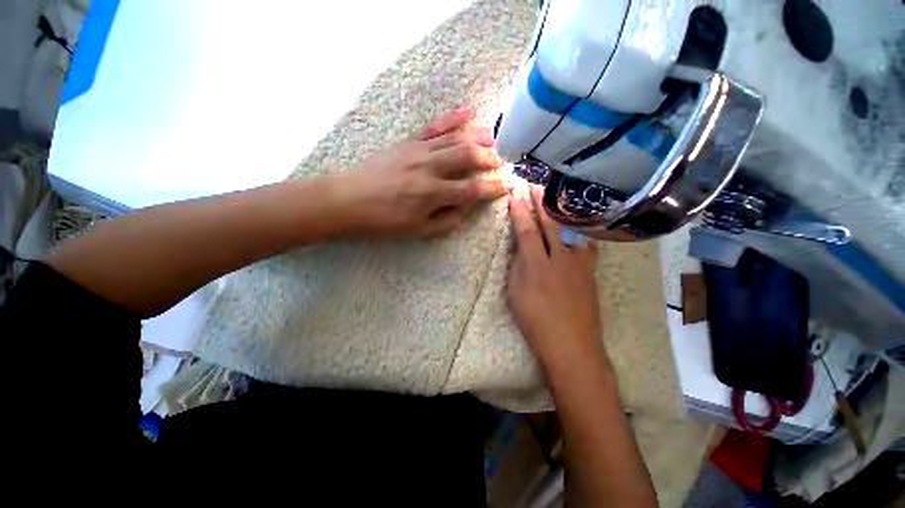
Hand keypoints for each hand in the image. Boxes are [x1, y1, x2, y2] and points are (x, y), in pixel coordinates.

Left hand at [336, 110, 506, 238]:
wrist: (347, 200)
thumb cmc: (383, 221)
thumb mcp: (417, 231)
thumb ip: (446, 221)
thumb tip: (465, 209)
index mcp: (433, 193)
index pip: (473, 189)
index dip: (493, 188)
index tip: (506, 186)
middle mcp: (430, 168)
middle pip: (468, 155)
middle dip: (489, 158)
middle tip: (501, 162)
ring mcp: (418, 151)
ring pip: (455, 138)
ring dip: (478, 137)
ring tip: (493, 139)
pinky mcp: (407, 142)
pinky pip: (434, 127)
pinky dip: (452, 119)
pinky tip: (468, 113)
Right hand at [506, 185, 604, 372]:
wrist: (572, 345)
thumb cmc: (536, 321)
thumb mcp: (516, 293)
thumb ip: (517, 265)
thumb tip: (520, 246)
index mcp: (537, 265)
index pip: (527, 230)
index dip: (519, 211)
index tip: (514, 194)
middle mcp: (559, 258)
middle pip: (550, 223)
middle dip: (541, 201)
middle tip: (534, 184)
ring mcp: (579, 263)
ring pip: (571, 228)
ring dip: (560, 210)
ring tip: (556, 195)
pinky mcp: (590, 270)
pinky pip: (586, 242)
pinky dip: (580, 227)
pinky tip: (578, 221)